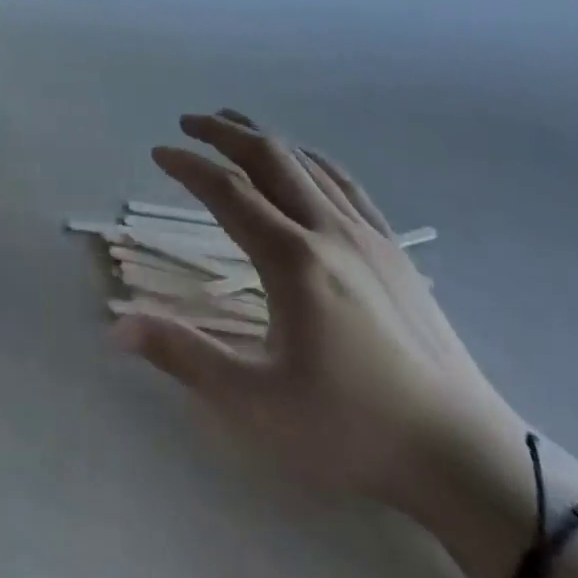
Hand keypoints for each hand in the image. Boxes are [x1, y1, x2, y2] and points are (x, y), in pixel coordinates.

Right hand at [114, 111, 523, 514]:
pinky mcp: (393, 249)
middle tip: (189, 122)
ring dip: (264, 138)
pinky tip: (304, 159)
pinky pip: (345, 183)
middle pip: (268, 158)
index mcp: (292, 259)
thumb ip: (183, 356)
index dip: (188, 166)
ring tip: (234, 125)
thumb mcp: (256, 404)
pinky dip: (311, 158)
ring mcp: (366, 235)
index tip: (158, 152)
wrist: (461, 455)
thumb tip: (116, 327)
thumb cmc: (351, 430)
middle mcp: (327, 230)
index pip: (228, 192)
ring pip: (307, 163)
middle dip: (224, 133)